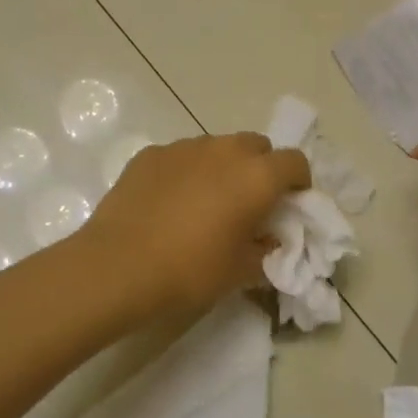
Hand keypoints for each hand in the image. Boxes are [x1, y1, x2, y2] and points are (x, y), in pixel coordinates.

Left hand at [84, 132, 311, 320]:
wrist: (118, 265)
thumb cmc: (190, 270)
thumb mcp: (240, 272)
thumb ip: (265, 250)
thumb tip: (268, 240)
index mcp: (256, 176)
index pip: (295, 162)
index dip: (298, 182)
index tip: (289, 205)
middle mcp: (225, 150)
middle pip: (256, 146)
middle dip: (260, 168)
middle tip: (248, 203)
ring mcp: (185, 147)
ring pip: (217, 147)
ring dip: (222, 167)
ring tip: (205, 202)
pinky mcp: (151, 153)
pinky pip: (182, 156)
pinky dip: (186, 172)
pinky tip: (169, 202)